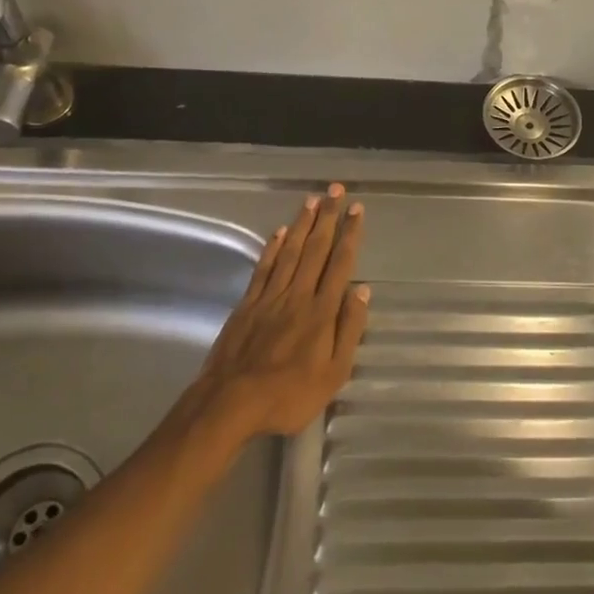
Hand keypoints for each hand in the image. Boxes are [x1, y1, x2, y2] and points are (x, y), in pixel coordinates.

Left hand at [195, 183, 371, 439]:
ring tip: (312, 199)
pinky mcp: (247, 304)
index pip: (340, 263)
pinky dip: (273, 247)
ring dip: (303, 224)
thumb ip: (349, 329)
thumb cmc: (289, 394)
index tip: (357, 209)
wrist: (231, 404)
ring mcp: (270, 297)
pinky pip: (264, 268)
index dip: (350, 234)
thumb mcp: (333, 373)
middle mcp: (298, 295)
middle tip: (336, 190)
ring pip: (290, 251)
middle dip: (328, 218)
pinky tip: (280, 232)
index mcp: (322, 311)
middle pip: (315, 249)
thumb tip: (362, 290)